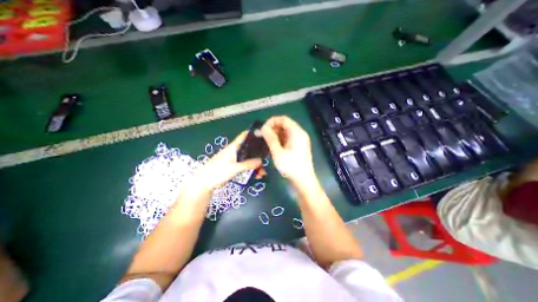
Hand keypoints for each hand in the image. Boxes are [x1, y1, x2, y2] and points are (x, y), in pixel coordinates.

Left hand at [194, 131, 262, 191]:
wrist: (206, 182)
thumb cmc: (218, 171)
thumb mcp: (234, 167)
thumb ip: (248, 164)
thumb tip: (261, 161)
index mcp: (233, 148)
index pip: (243, 137)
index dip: (252, 134)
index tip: (263, 135)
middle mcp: (235, 152)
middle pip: (249, 150)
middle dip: (258, 155)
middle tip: (267, 159)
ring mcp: (235, 160)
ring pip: (248, 160)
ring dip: (255, 166)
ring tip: (262, 173)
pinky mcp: (234, 167)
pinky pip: (245, 167)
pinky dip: (251, 170)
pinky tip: (257, 176)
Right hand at [261, 115, 315, 184]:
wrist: (303, 181)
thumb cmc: (291, 166)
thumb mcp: (278, 152)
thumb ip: (270, 138)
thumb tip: (263, 127)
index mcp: (297, 132)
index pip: (283, 119)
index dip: (272, 122)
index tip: (263, 129)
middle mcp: (300, 133)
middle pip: (285, 124)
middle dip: (273, 128)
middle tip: (263, 136)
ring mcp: (300, 140)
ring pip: (286, 132)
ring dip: (275, 134)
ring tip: (266, 141)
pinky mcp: (298, 146)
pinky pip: (288, 138)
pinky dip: (280, 139)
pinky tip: (273, 145)